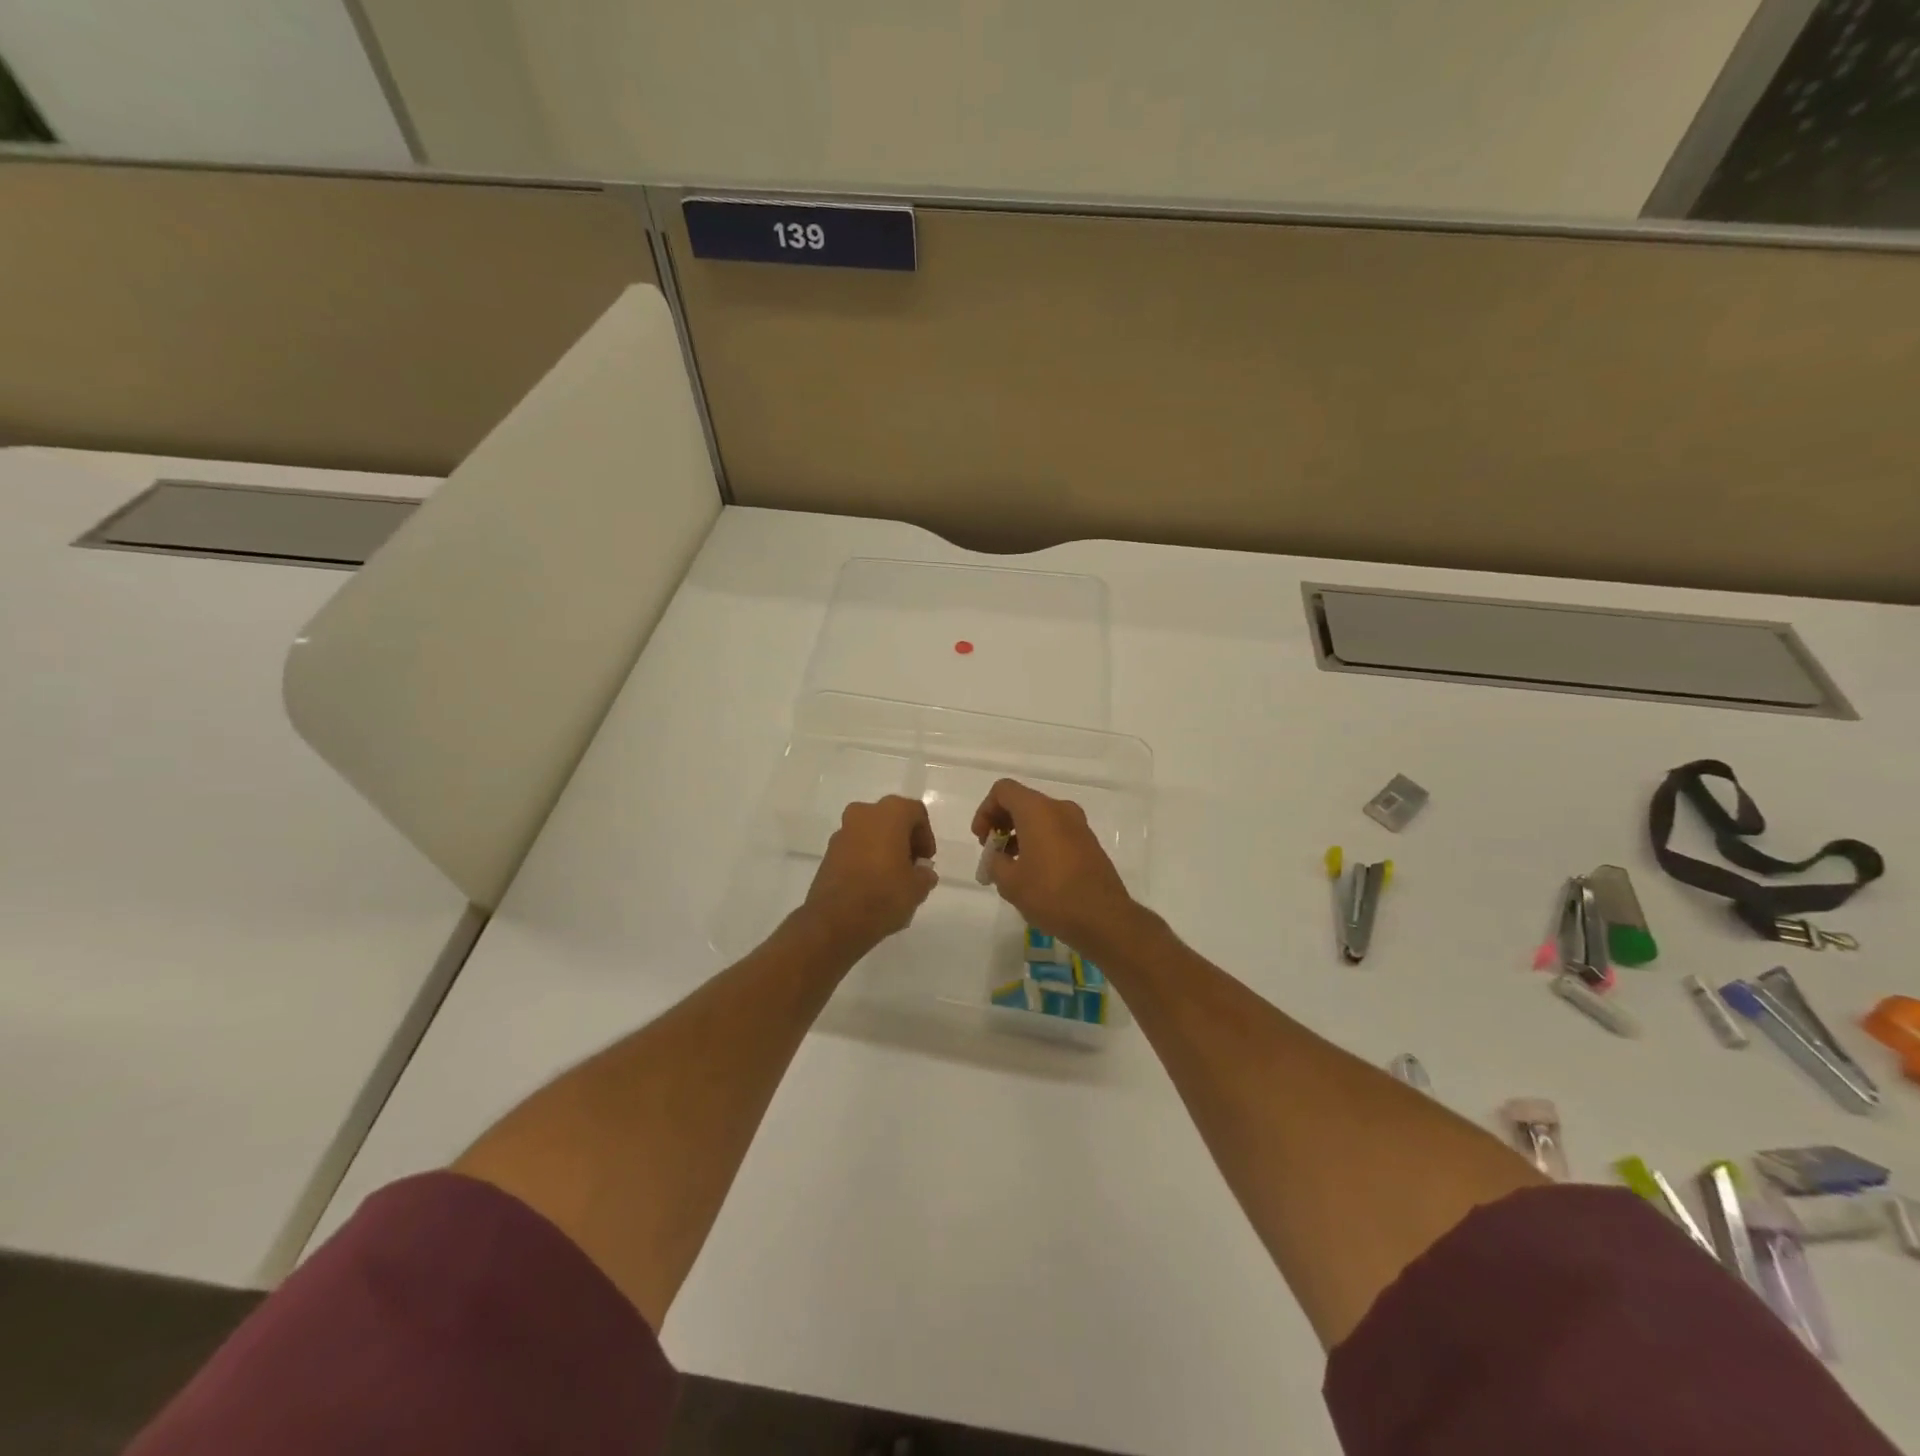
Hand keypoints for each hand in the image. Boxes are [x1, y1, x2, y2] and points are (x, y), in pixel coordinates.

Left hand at [801, 796, 939, 956]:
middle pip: (891, 819)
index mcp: (889, 814)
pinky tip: (872, 885)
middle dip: (904, 841)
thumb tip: (922, 872)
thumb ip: (925, 875)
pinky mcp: (828, 853)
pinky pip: (855, 848)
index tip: (926, 861)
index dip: (925, 836)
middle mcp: (863, 814)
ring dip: (884, 849)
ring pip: (871, 833)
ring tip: (892, 880)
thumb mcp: (918, 888)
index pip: (915, 812)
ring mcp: (842, 833)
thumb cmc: (883, 895)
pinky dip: (866, 859)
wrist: (834, 921)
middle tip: (911, 867)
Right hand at [971, 779, 1139, 954]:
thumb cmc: (1051, 894)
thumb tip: (998, 858)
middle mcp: (1060, 809)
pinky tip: (1035, 872)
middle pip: (1022, 801)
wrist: (1103, 918)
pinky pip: (1056, 831)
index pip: (1003, 790)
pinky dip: (1039, 841)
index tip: (981, 839)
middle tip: (993, 851)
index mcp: (1038, 810)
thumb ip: (995, 862)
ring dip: (1020, 833)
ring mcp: (1079, 825)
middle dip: (1002, 822)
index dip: (985, 810)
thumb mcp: (1010, 882)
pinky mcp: (1089, 842)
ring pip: (1041, 817)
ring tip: (1011, 866)